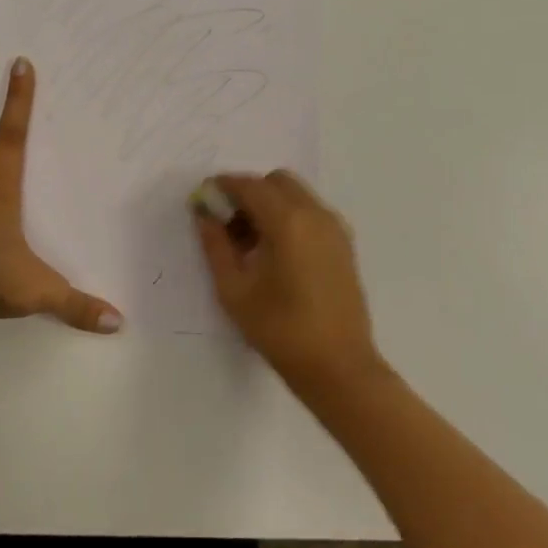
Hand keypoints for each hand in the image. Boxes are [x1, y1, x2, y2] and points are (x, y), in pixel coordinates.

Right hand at [193, 171, 386, 397]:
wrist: (338, 367)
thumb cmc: (280, 330)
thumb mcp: (234, 289)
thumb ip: (215, 245)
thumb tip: (204, 214)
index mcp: (288, 221)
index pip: (250, 185)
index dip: (223, 186)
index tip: (204, 198)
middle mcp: (315, 214)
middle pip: (276, 181)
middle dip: (249, 192)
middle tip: (227, 222)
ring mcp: (335, 227)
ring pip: (296, 194)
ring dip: (269, 203)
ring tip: (248, 241)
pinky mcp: (344, 243)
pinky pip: (310, 212)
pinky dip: (289, 216)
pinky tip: (274, 251)